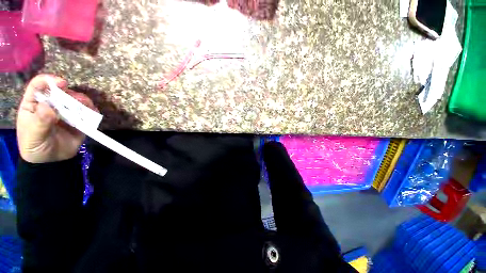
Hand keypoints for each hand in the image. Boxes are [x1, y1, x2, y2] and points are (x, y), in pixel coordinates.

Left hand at [16, 74, 96, 162]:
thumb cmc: (35, 146)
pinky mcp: (78, 120)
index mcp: (34, 104)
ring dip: (83, 102)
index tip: (62, 83)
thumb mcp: (33, 135)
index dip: (49, 80)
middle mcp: (50, 104)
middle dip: (70, 94)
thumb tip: (49, 108)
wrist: (51, 161)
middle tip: (78, 101)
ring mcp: (64, 112)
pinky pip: (86, 112)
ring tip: (88, 108)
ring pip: (75, 100)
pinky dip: (92, 111)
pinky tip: (93, 114)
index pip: (38, 85)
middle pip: (60, 91)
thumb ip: (40, 121)